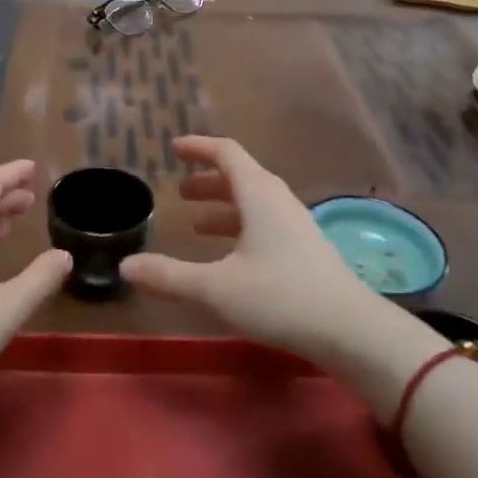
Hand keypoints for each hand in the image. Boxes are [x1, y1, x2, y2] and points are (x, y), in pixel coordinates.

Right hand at [123, 137, 424, 380]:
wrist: (351, 331)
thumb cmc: (280, 298)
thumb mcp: (216, 288)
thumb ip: (169, 276)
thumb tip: (126, 266)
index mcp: (258, 195)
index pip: (226, 153)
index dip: (199, 147)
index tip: (174, 148)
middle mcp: (278, 201)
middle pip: (241, 176)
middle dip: (208, 180)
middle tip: (181, 192)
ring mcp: (296, 225)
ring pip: (254, 202)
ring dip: (224, 206)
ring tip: (196, 223)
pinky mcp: (306, 249)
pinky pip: (266, 223)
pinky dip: (240, 226)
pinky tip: (230, 256)